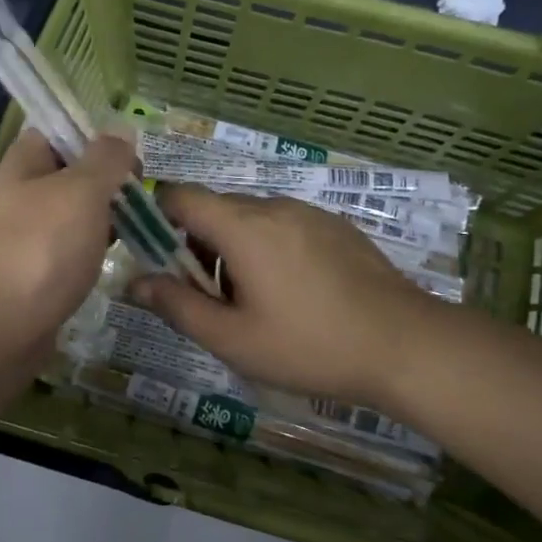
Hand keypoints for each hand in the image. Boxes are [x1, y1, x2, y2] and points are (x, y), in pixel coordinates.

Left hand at [0, 129, 139, 367]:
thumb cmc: (41, 249)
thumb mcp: (81, 191)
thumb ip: (105, 159)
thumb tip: (121, 131)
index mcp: (23, 165)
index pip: (56, 132)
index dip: (93, 136)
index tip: (130, 155)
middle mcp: (20, 197)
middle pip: (69, 176)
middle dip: (107, 183)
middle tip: (143, 198)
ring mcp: (25, 239)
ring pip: (72, 217)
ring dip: (103, 220)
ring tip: (140, 229)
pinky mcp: (34, 276)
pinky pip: (69, 253)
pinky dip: (92, 253)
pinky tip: (115, 261)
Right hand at [130, 185, 438, 410]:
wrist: (406, 345)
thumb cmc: (310, 345)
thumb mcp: (233, 339)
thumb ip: (177, 307)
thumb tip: (134, 283)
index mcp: (243, 227)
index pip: (180, 196)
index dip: (156, 217)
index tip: (154, 256)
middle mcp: (274, 206)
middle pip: (215, 209)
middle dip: (196, 244)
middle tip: (207, 297)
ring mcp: (311, 214)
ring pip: (251, 219)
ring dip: (233, 249)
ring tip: (253, 302)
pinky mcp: (337, 227)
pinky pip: (284, 226)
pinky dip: (268, 249)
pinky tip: (292, 294)